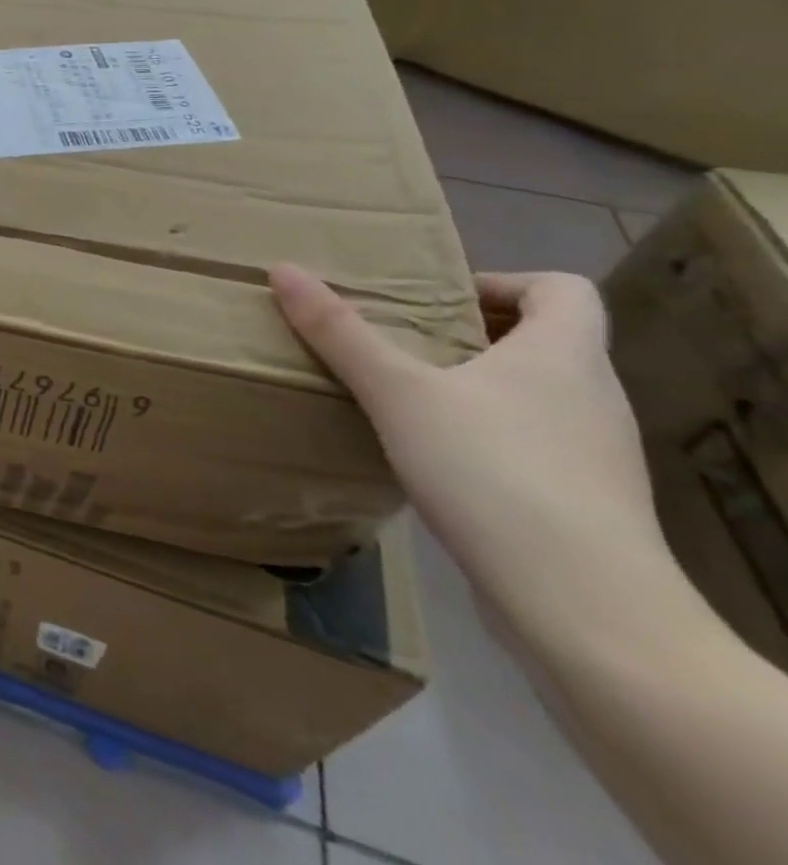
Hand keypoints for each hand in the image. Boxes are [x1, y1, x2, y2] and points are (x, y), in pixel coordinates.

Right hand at [269, 264, 667, 629]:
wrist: (584, 610)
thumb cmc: (494, 473)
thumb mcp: (398, 393)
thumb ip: (340, 332)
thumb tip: (284, 270)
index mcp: (564, 356)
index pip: (566, 289)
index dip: (504, 282)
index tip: (439, 301)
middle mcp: (594, 398)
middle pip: (546, 341)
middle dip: (472, 335)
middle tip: (404, 343)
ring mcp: (596, 456)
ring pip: (538, 397)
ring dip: (478, 387)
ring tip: (409, 399)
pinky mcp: (586, 505)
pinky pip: (536, 446)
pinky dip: (489, 437)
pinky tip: (438, 461)